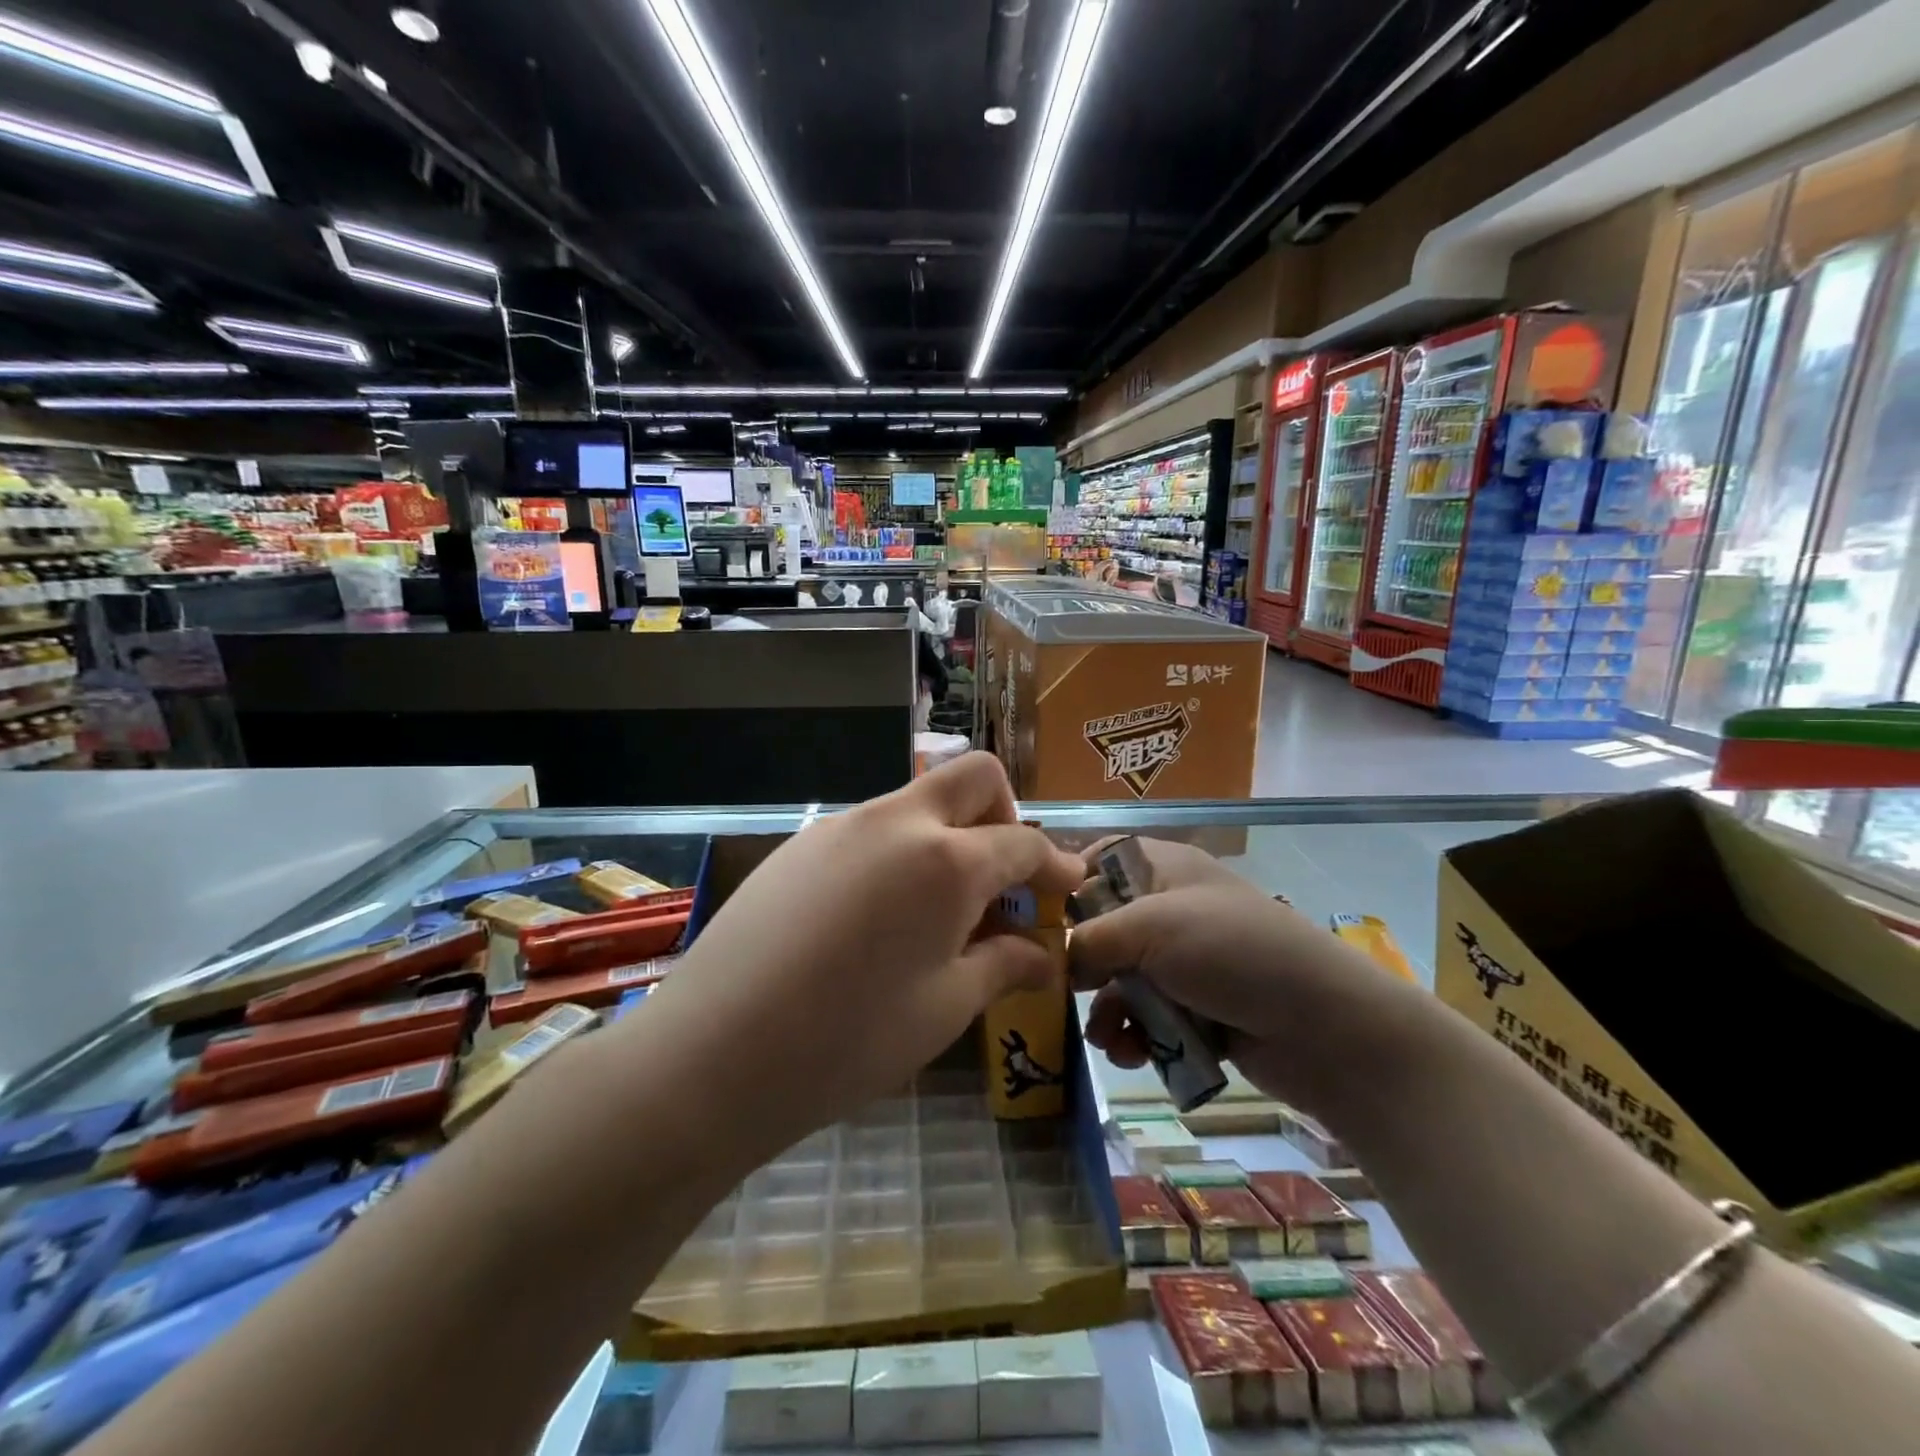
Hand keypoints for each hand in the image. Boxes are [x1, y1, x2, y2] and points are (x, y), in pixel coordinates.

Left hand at [649, 753, 1085, 1152]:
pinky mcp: (801, 843)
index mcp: (946, 860)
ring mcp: (842, 825)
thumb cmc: (849, 1040)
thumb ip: (1002, 966)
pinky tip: (877, 916)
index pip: (1021, 842)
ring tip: (938, 911)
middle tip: (1003, 877)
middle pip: (973, 777)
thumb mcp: (943, 1008)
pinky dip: (899, 853)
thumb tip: (1043, 955)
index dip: (1054, 864)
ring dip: (948, 836)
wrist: (713, 1052)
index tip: (1067, 886)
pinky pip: (870, 829)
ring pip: (917, 801)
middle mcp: (897, 821)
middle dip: (1004, 814)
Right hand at [1069, 838, 1398, 1114]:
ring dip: (1108, 1011)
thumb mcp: (1152, 928)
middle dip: (1082, 965)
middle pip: (1104, 927)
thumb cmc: (1232, 952)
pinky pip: (1149, 1017)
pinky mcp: (1199, 1008)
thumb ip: (1091, 938)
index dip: (1068, 886)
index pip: (1101, 861)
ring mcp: (1187, 961)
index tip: (1038, 922)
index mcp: (1164, 868)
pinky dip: (1136, 1036)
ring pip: (1123, 980)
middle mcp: (1171, 909)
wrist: (1325, 1027)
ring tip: (1106, 1039)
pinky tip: (1132, 1055)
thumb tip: (1055, 958)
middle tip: (1060, 992)